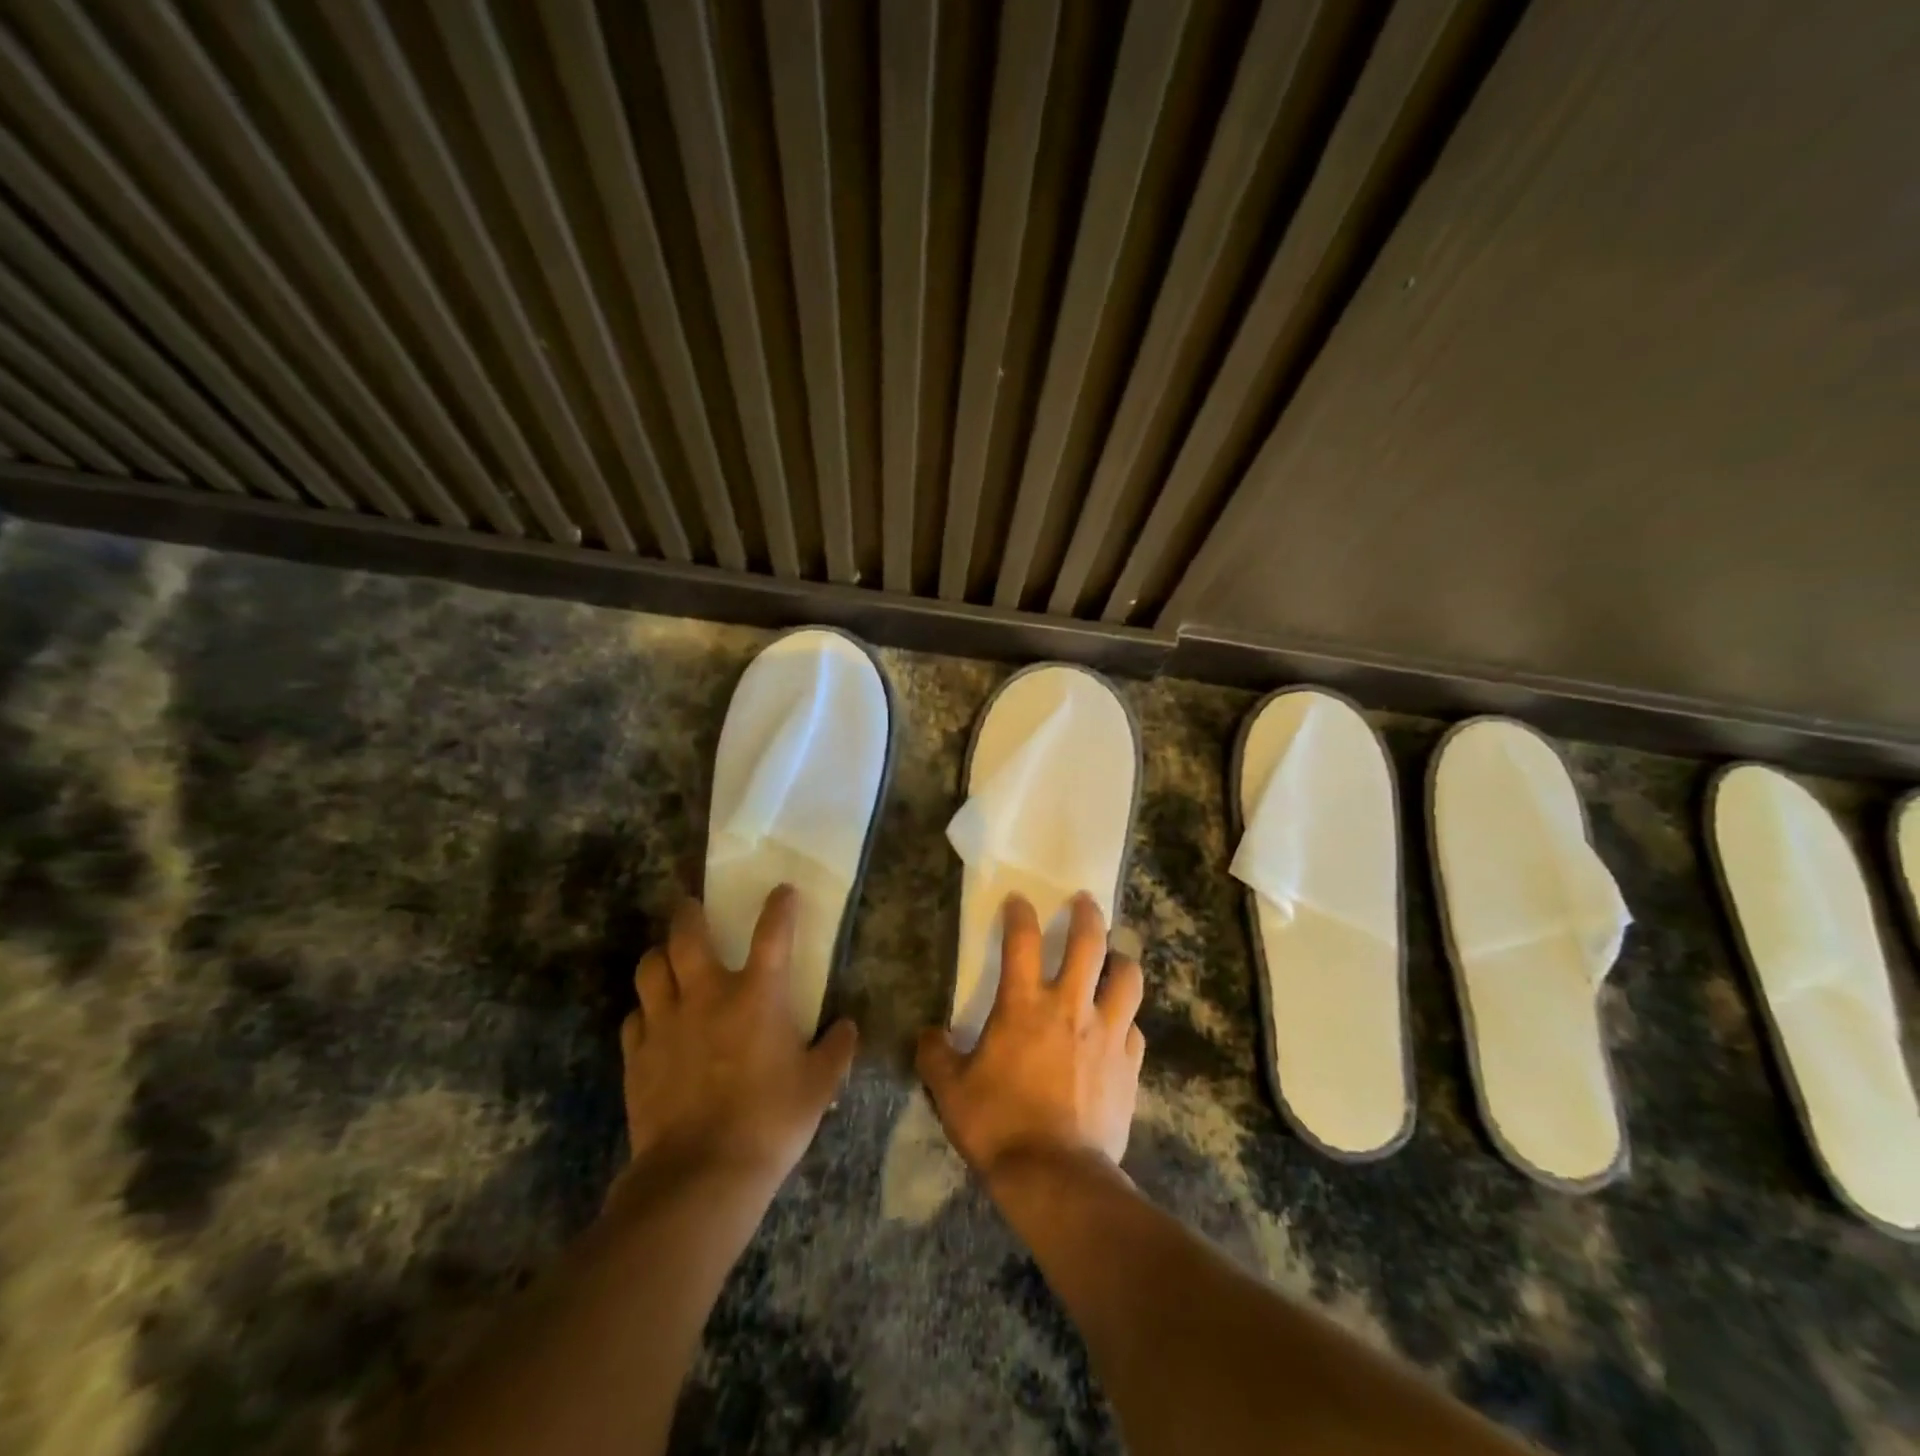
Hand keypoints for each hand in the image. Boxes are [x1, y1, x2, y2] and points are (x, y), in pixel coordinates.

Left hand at [613, 887, 857, 1204]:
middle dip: (689, 913)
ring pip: (650, 969)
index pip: (773, 933)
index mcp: (757, 996)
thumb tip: (847, 1027)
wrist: (700, 1175)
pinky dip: (644, 1011)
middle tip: (690, 905)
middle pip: (687, 936)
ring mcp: (666, 1024)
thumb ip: (836, 1050)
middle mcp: (707, 996)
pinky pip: (634, 1018)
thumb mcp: (819, 1087)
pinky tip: (652, 1021)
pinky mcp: (638, 1056)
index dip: (780, 906)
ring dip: (659, 956)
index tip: (782, 890)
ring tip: (666, 957)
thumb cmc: (770, 1122)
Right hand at [917, 892, 1145, 1179]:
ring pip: (1127, 978)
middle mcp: (1070, 1006)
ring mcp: (1107, 1034)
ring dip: (1122, 961)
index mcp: (1024, 1005)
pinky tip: (1120, 1027)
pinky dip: (1126, 1020)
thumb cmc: (999, 1126)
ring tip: (1116, 959)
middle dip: (1087, 915)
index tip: (1018, 901)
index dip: (1019, 913)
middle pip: (1089, 943)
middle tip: (1085, 902)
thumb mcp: (951, 1091)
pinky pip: (1134, 1028)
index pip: (1022, 940)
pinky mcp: (1129, 1065)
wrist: (1056, 1177)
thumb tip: (927, 1036)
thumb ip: (935, 1056)